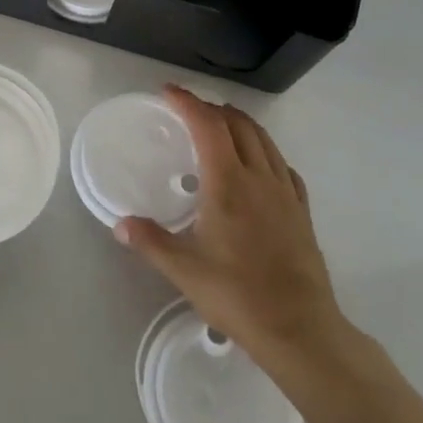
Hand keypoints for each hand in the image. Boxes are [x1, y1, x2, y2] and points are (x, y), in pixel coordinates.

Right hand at [114, 86, 348, 373]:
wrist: (301, 330)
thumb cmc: (238, 296)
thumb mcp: (184, 271)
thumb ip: (150, 242)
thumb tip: (120, 224)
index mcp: (228, 183)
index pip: (208, 125)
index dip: (188, 102)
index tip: (169, 92)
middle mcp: (259, 178)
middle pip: (238, 125)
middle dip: (212, 109)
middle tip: (189, 110)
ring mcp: (285, 194)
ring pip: (264, 140)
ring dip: (240, 124)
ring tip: (220, 126)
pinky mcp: (302, 212)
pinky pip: (283, 166)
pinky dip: (265, 151)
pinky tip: (258, 166)